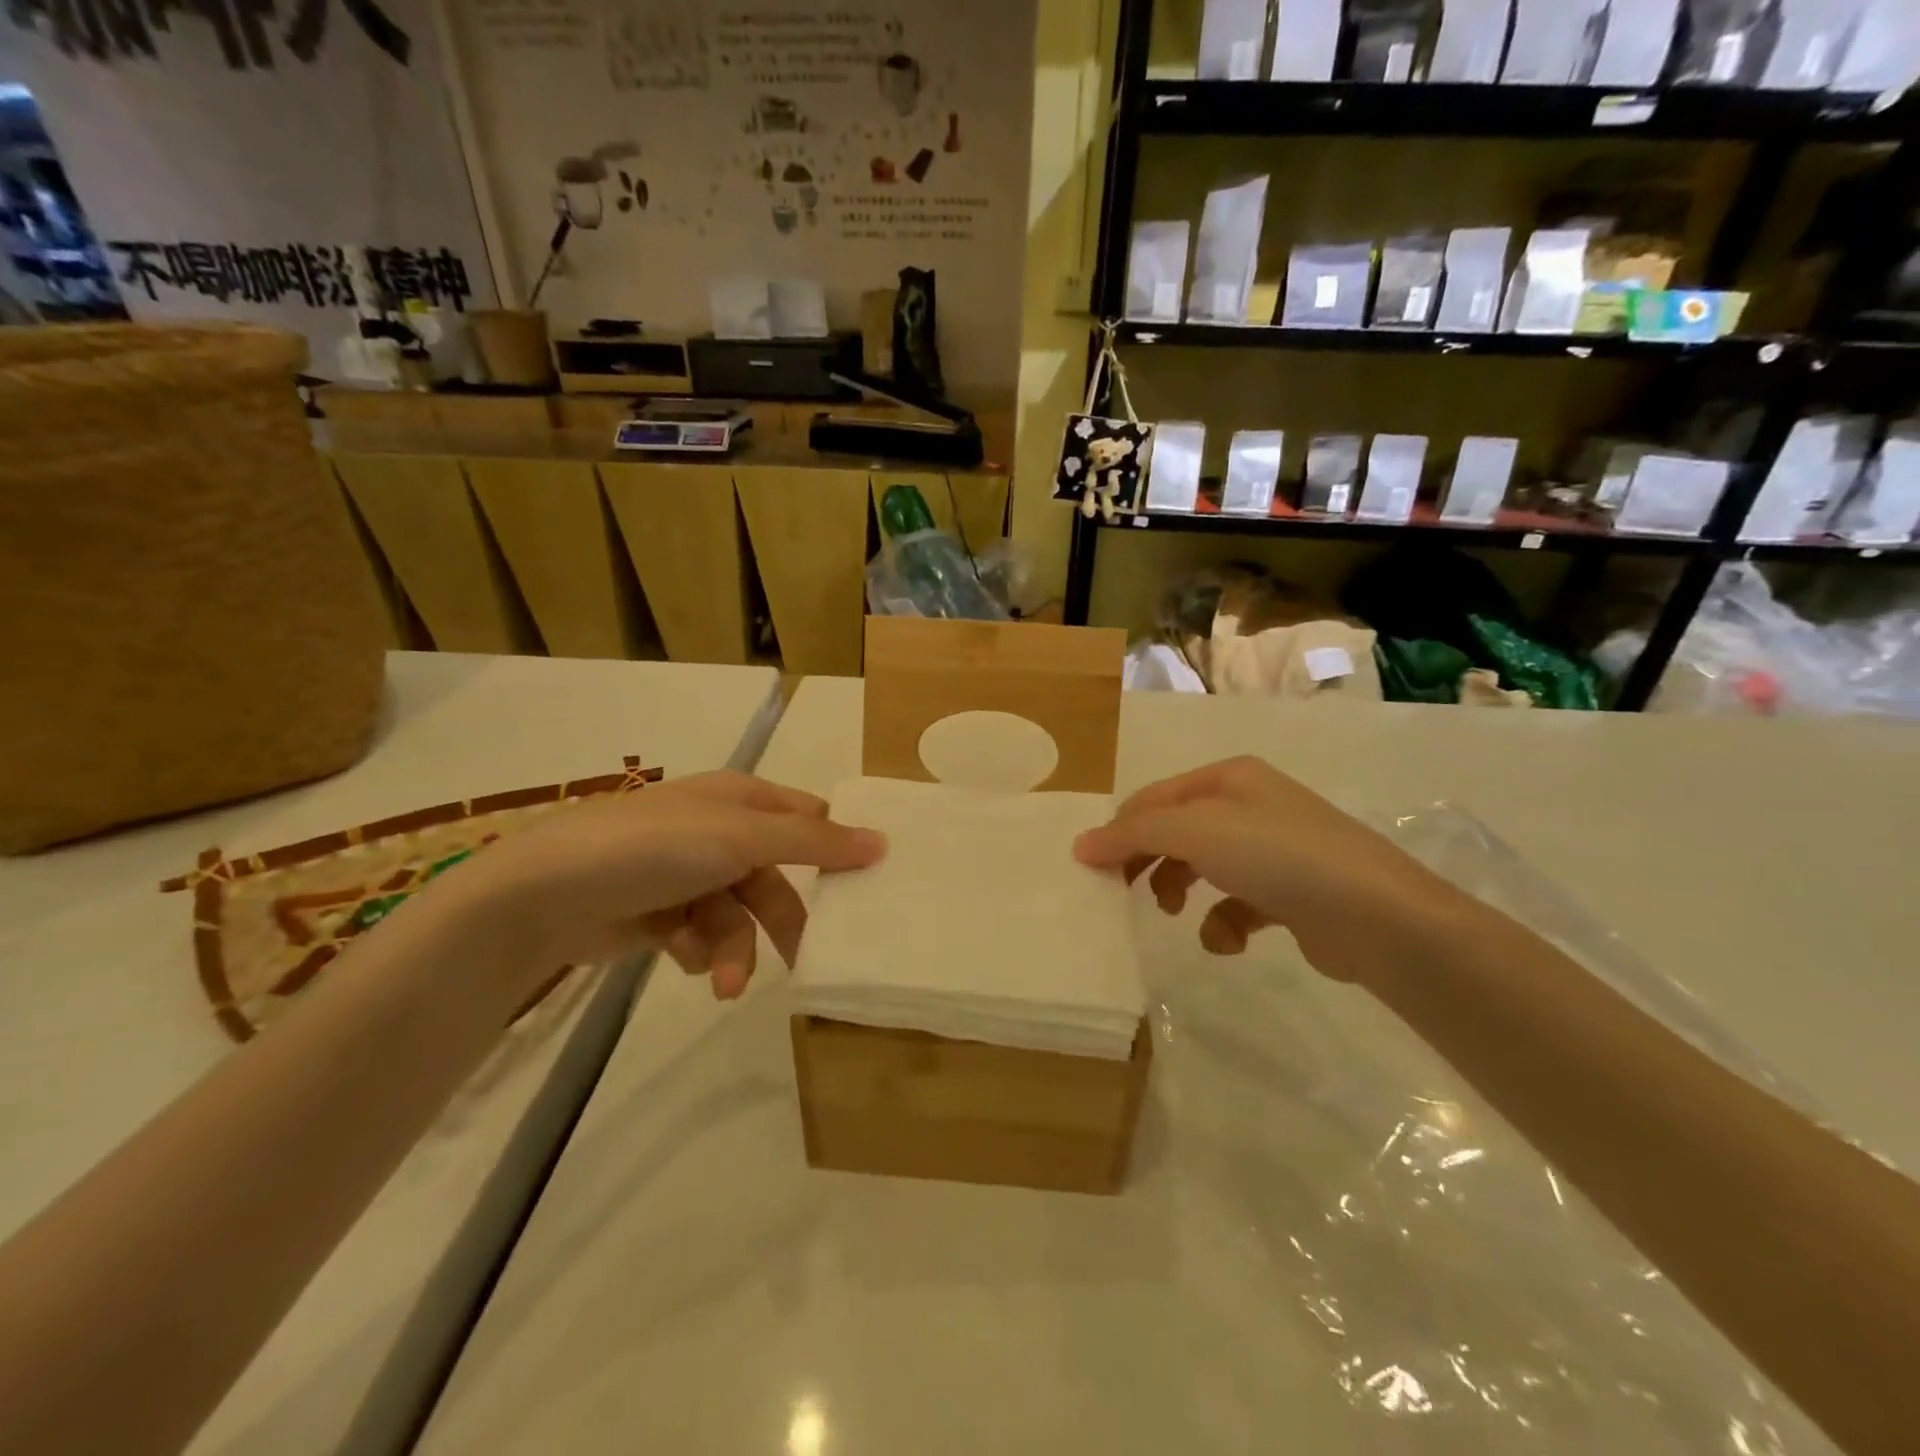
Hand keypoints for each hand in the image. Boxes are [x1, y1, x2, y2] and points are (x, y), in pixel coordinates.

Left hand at [435, 772, 886, 999]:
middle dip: (783, 920)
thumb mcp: (741, 838)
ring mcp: (686, 873)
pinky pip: (700, 933)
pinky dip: (697, 948)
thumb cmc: (654, 849)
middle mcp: (717, 831)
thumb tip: (883, 842)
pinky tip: (680, 954)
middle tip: (807, 960)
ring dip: (736, 948)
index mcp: (740, 798)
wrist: (544, 894)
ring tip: (724, 983)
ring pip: (738, 915)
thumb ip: (813, 842)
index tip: (865, 888)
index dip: (835, 848)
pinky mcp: (659, 913)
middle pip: (775, 877)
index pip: (807, 818)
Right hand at [1073, 756, 1466, 987]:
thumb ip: (1134, 834)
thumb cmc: (1277, 857)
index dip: (1120, 830)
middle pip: (1176, 832)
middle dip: (1149, 861)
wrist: (1377, 917)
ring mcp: (1274, 851)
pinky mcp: (1291, 895)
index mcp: (1229, 778)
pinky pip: (1237, 904)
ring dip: (1180, 891)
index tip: (1093, 869)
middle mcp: (1251, 806)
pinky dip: (1224, 923)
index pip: (1154, 798)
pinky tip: (1228, 940)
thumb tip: (1081, 844)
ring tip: (1173, 913)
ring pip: (1203, 868)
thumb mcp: (1196, 832)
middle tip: (1123, 892)